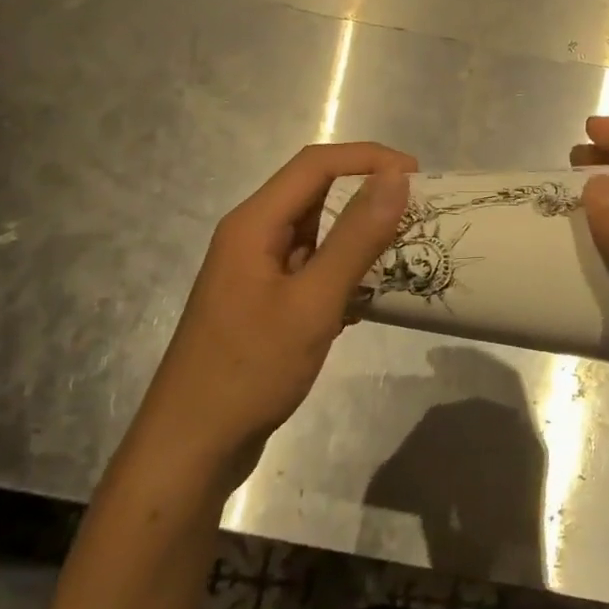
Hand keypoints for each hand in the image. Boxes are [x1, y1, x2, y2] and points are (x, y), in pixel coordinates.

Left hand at [135, 142, 416, 496]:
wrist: (191, 449)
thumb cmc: (249, 370)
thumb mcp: (312, 302)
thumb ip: (355, 238)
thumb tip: (396, 178)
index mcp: (254, 223)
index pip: (316, 164)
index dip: (368, 158)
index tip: (416, 175)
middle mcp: (252, 236)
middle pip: (316, 194)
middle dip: (367, 196)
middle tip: (417, 213)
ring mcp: (256, 271)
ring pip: (316, 234)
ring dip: (359, 237)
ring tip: (405, 251)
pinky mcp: (264, 303)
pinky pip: (311, 269)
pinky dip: (344, 272)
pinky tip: (371, 299)